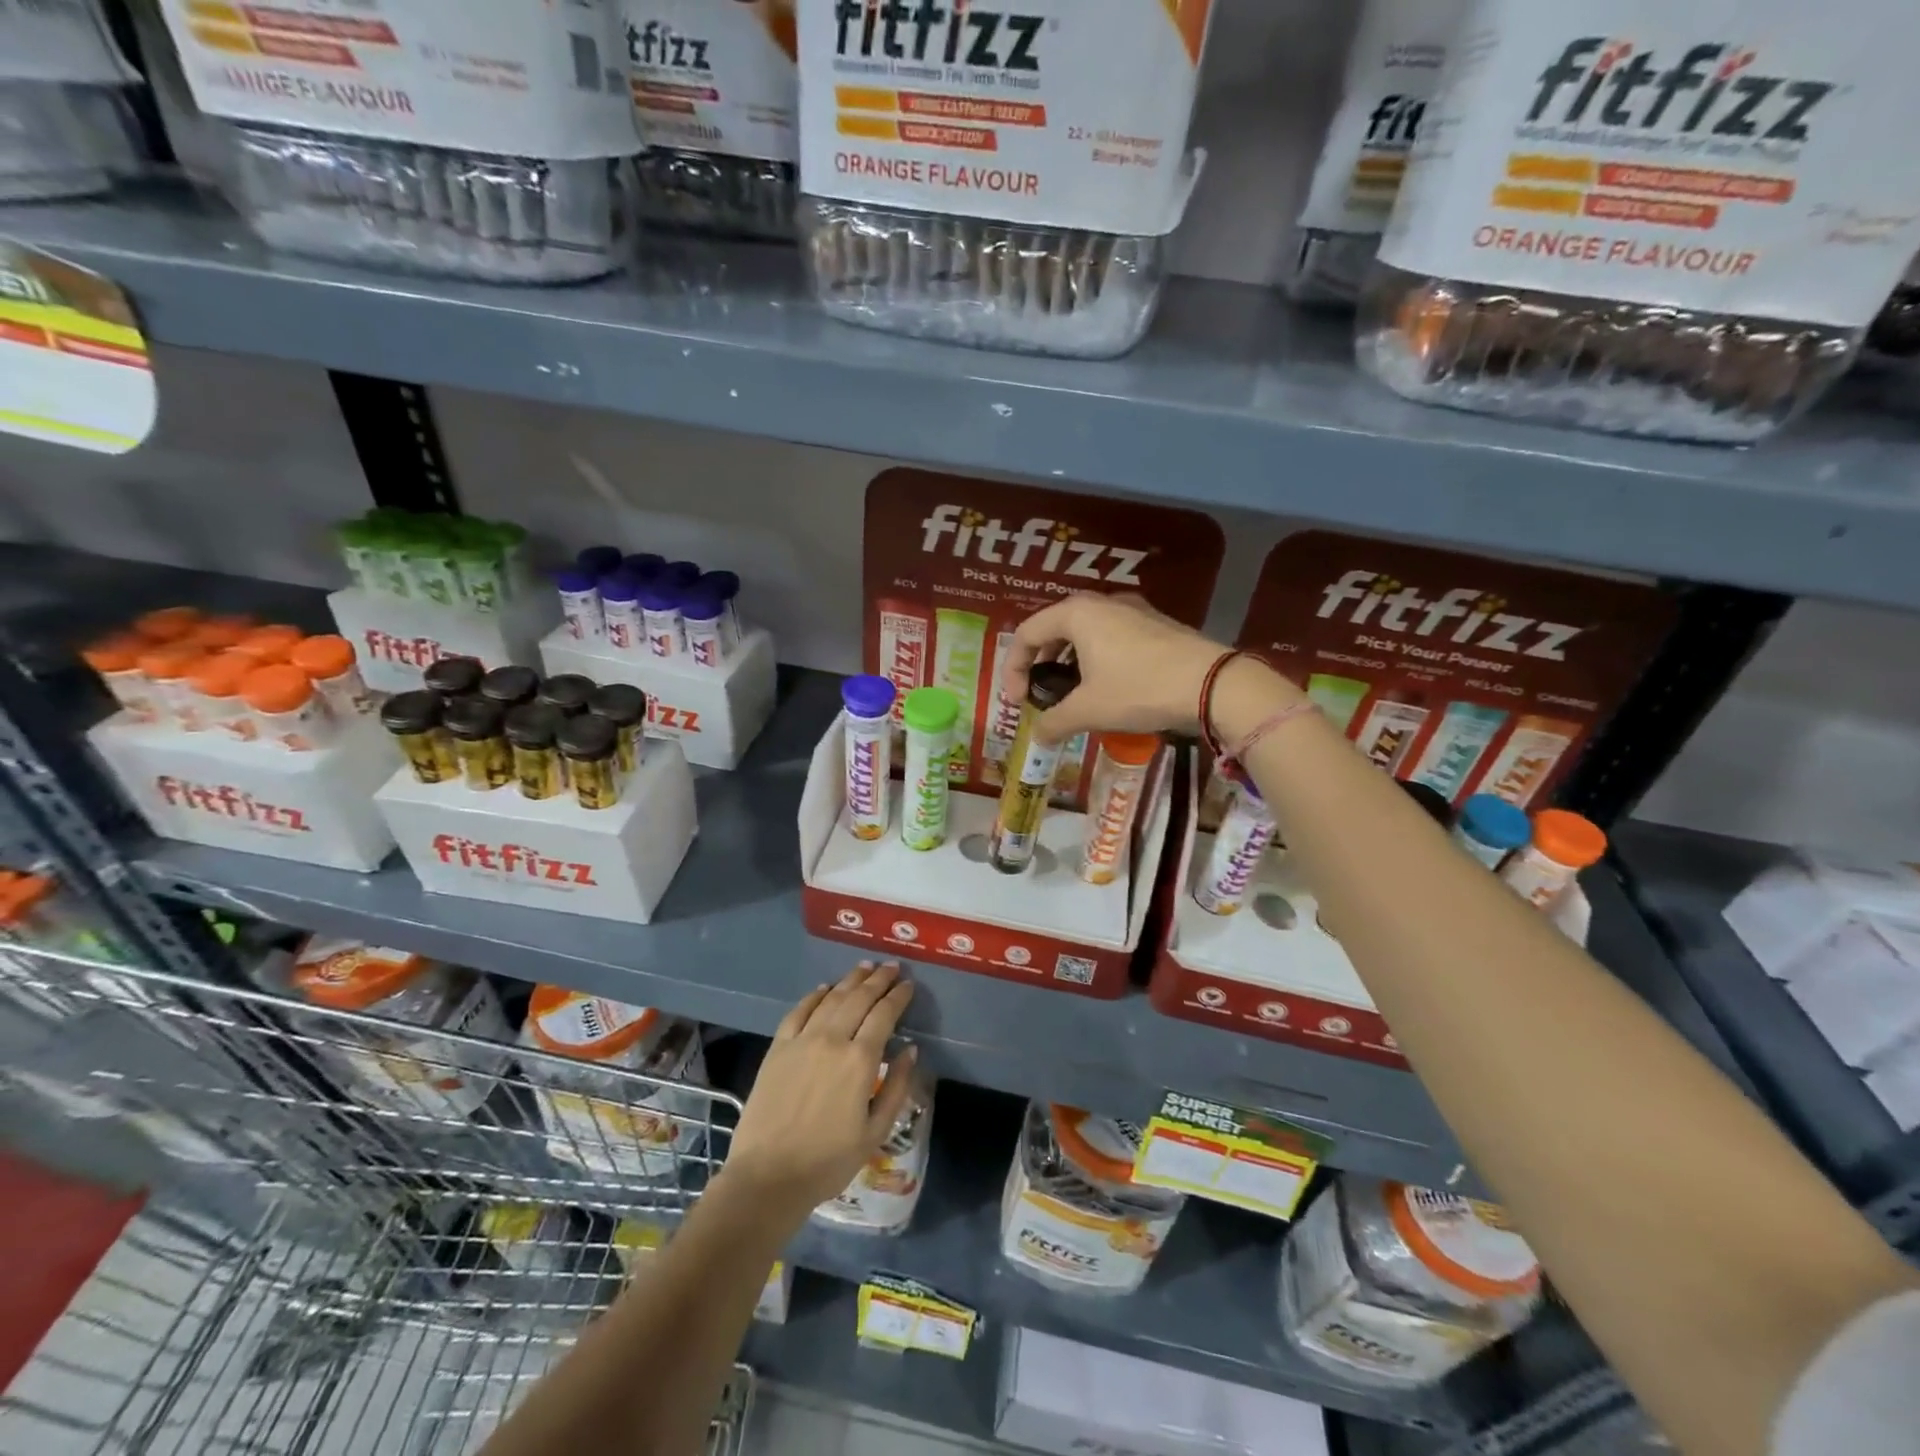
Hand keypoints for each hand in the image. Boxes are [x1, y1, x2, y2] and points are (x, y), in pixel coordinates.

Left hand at [721, 962, 915, 1226]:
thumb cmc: (828, 1162)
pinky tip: (824, 988)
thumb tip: (910, 1050)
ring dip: (850, 980)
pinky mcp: (777, 1048)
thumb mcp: (875, 1132)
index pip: (884, 1015)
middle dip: (878, 980)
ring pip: (831, 998)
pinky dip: (814, 996)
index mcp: (860, 1061)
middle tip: (892, 967)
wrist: (767, 1177)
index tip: (909, 985)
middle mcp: (832, 1040)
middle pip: (859, 998)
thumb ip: (897, 1088)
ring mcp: (801, 1040)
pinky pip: (798, 1011)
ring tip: (864, 968)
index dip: (898, 996)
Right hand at [1001, 594, 1228, 744]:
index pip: (1026, 634)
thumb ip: (1054, 721)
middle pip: (1054, 628)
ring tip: (1071, 693)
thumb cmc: (1139, 688)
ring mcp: (1133, 609)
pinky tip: (1107, 686)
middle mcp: (1102, 602)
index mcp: (1077, 613)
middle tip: (1039, 694)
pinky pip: (1112, 635)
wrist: (1212, 684)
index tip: (1017, 701)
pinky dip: (1096, 658)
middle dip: (1040, 663)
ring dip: (1069, 661)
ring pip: (1085, 632)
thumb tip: (1038, 736)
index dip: (1013, 669)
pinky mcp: (1156, 623)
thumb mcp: (1088, 709)